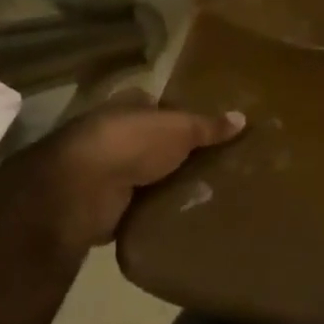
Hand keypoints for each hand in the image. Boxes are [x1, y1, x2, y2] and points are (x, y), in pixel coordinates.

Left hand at [8, 92, 244, 251]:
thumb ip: (209, 126)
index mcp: (126, 107)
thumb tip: (243, 117)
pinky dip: (150, 212)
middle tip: (211, 163)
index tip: (206, 128)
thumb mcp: (180, 129)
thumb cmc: (132, 143)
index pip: (156, 105)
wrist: (81, 190)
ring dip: (161, 184)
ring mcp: (103, 171)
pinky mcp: (101, 205)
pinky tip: (178, 217)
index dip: (178, 114)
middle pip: (149, 141)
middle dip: (172, 152)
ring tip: (202, 193)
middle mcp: (111, 135)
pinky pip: (135, 207)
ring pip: (141, 174)